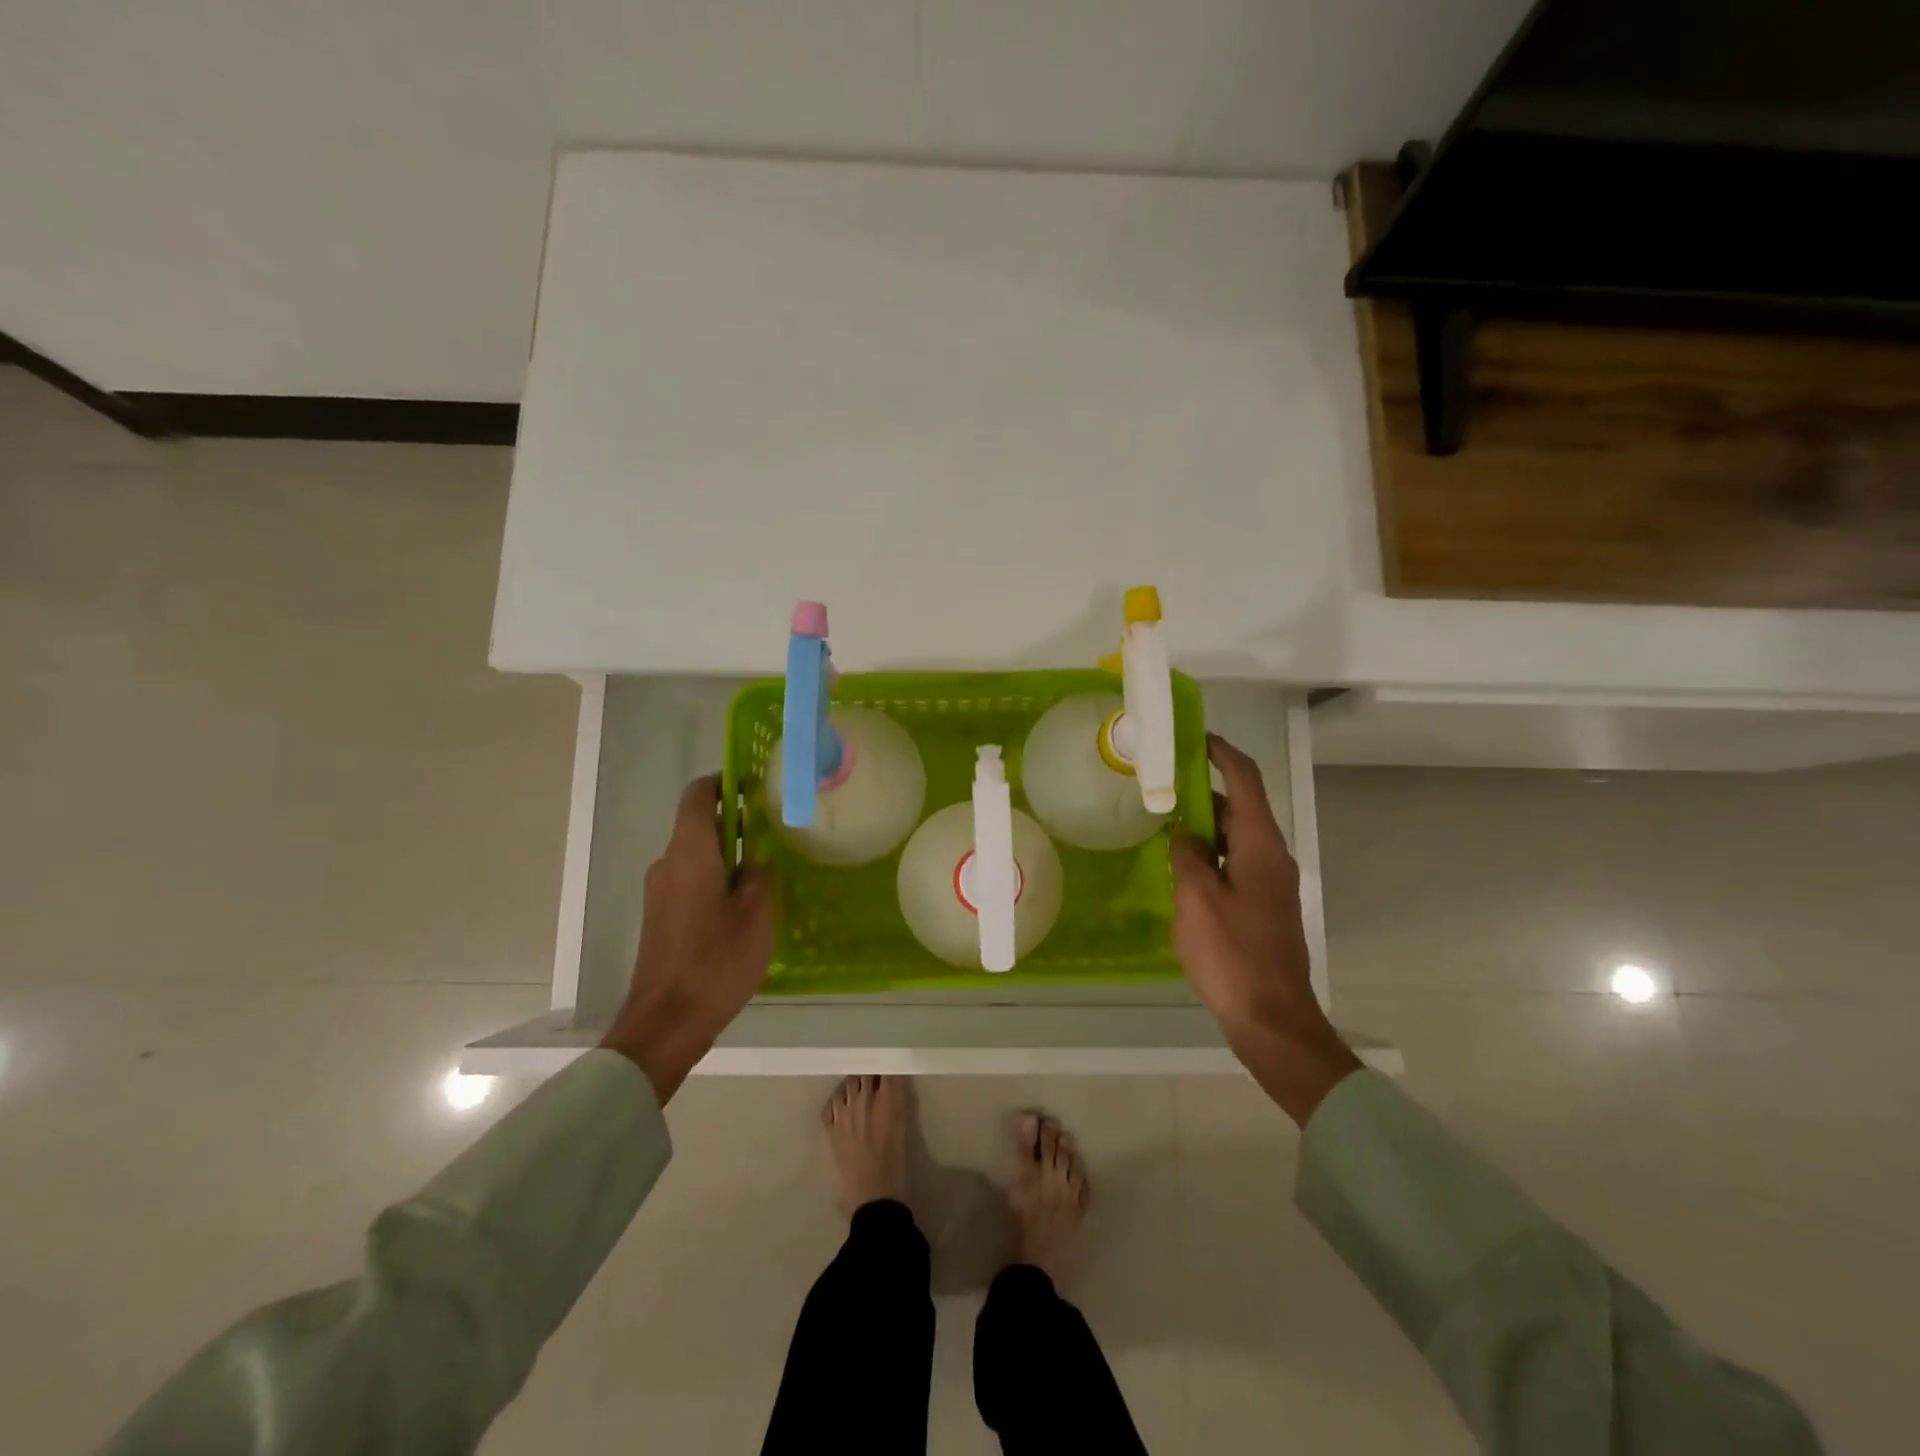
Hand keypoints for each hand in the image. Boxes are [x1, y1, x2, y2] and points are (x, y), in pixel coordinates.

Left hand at [602, 775, 774, 1103]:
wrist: (666, 1022)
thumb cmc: (716, 960)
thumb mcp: (756, 913)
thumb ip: (758, 876)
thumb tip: (752, 863)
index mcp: (690, 853)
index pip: (697, 796)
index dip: (722, 782)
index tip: (752, 784)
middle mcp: (668, 864)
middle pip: (698, 825)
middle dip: (734, 821)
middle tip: (774, 828)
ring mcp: (659, 892)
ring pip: (695, 855)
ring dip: (726, 854)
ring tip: (765, 867)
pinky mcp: (660, 917)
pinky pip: (689, 880)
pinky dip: (714, 878)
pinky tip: (742, 902)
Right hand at [1170, 734, 1361, 1126]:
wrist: (1272, 1019)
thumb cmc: (1232, 955)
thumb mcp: (1197, 899)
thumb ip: (1188, 856)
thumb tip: (1186, 837)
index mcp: (1261, 846)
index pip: (1245, 780)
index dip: (1222, 753)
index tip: (1194, 737)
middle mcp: (1272, 857)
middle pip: (1241, 806)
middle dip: (1205, 787)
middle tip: (1164, 781)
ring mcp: (1271, 884)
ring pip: (1236, 837)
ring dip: (1205, 823)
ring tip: (1164, 818)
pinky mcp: (1263, 907)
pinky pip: (1234, 863)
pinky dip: (1210, 853)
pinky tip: (1180, 865)